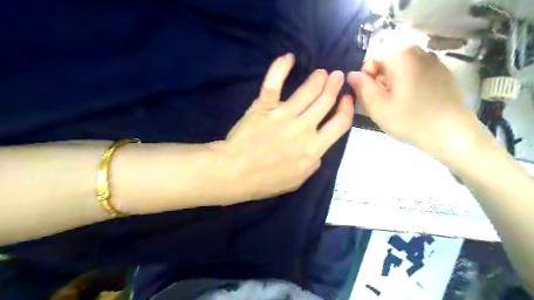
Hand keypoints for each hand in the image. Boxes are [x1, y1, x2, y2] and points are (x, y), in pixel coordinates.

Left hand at [219, 54, 353, 200]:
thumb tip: (318, 150)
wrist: (236, 173)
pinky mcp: (264, 106)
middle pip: (326, 101)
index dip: (347, 109)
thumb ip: (313, 164)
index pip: (340, 123)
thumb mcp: (297, 180)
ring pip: (307, 90)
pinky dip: (281, 67)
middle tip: (337, 76)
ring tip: (322, 72)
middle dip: (335, 86)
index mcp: (314, 148)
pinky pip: (274, 83)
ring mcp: (284, 115)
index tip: (347, 99)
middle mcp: (304, 128)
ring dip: (318, 78)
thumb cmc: (266, 181)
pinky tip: (289, 57)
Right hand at [349, 46, 486, 160]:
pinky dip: (409, 86)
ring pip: (401, 71)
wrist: (452, 134)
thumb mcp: (378, 107)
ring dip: (394, 86)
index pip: (370, 63)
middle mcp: (419, 51)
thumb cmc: (410, 121)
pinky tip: (415, 103)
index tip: (374, 99)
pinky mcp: (443, 73)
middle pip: (386, 66)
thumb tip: (351, 74)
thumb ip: (361, 88)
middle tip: (386, 105)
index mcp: (401, 56)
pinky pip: (416, 75)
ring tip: (400, 106)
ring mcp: (434, 61)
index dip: (367, 82)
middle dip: (381, 83)